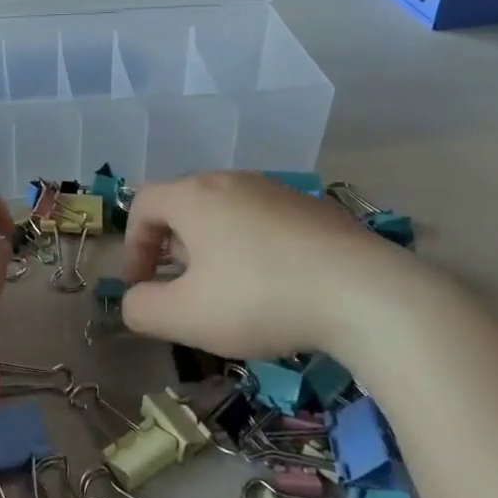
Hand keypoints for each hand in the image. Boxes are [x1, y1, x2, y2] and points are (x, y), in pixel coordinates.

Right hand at [120, 171, 437, 362]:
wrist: (364, 292)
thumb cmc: (259, 298)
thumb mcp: (186, 317)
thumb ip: (142, 309)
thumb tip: (134, 300)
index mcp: (193, 196)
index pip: (143, 204)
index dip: (133, 244)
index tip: (142, 285)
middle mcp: (231, 181)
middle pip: (184, 204)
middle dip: (172, 246)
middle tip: (181, 288)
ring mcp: (276, 190)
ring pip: (226, 212)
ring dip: (212, 246)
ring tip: (227, 290)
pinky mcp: (313, 207)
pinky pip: (265, 221)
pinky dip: (252, 247)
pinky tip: (274, 285)